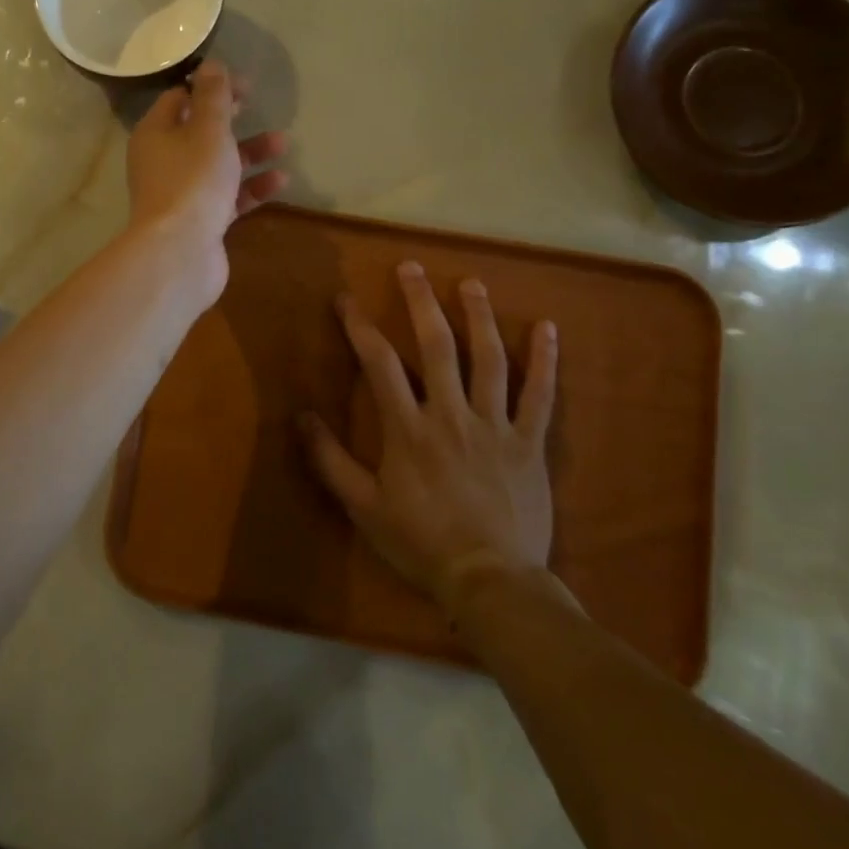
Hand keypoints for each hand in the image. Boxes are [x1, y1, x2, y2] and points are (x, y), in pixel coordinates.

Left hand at [125, 60, 287, 302]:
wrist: (180, 253)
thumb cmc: (192, 181)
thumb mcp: (208, 130)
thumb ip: (213, 97)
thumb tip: (211, 65)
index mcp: (155, 134)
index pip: (180, 99)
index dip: (210, 88)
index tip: (243, 86)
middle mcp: (163, 161)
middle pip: (198, 132)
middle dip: (231, 119)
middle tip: (256, 106)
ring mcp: (181, 194)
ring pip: (217, 165)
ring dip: (249, 152)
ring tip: (283, 142)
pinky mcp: (200, 221)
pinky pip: (227, 196)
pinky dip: (251, 187)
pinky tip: (280, 180)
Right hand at [301, 263, 558, 612]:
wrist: (490, 581)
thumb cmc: (421, 543)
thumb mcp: (362, 507)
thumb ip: (330, 460)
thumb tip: (301, 416)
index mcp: (408, 428)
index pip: (379, 363)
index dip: (359, 326)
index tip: (346, 299)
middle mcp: (451, 413)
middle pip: (436, 345)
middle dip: (420, 302)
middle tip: (412, 267)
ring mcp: (495, 425)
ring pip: (489, 359)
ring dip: (479, 317)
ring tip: (471, 284)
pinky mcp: (529, 442)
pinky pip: (541, 396)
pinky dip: (545, 361)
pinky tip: (548, 328)